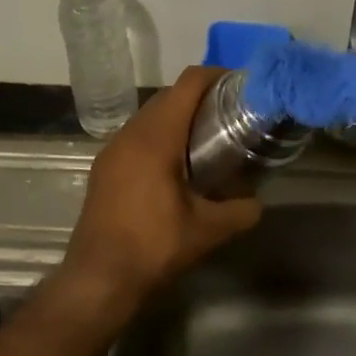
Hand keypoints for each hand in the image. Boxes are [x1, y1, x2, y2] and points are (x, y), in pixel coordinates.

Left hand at [54, 67, 263, 320]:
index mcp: (156, 137)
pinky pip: (137, 136)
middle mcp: (130, 134)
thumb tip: (257, 201)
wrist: (98, 279)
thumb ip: (241, 210)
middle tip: (230, 114)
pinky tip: (176, 164)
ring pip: (150, 115)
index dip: (216, 75)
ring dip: (178, 117)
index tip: (240, 85)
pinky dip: (160, 136)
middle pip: (169, 96)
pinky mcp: (104, 167)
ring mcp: (112, 150)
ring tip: (207, 137)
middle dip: (200, 97)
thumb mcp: (208, 230)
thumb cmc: (154, 247)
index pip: (188, 84)